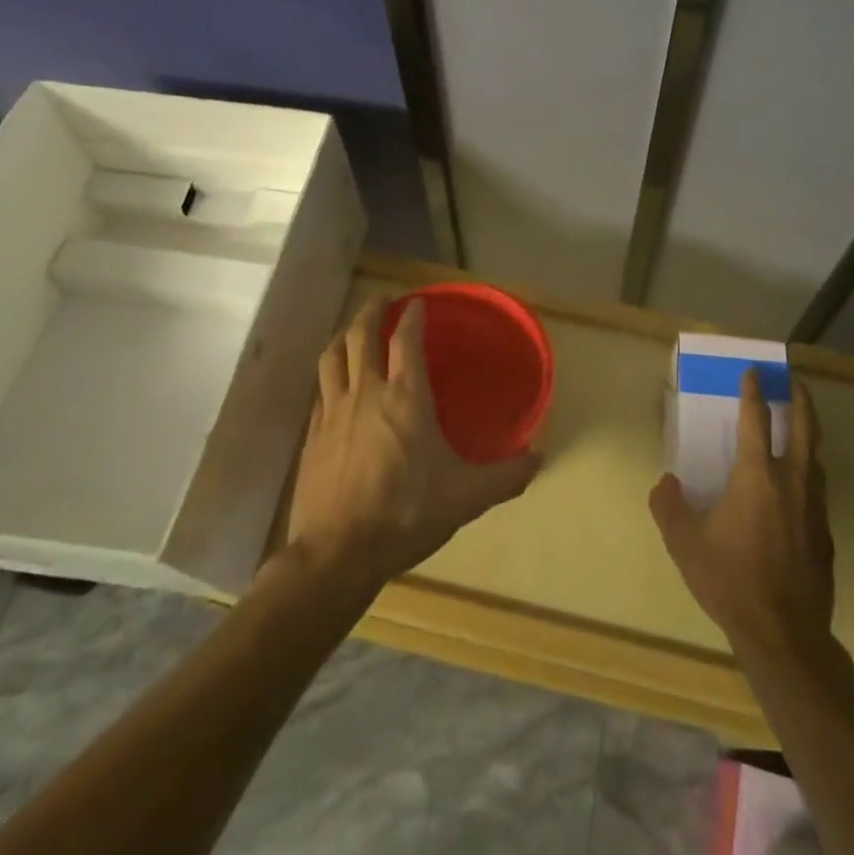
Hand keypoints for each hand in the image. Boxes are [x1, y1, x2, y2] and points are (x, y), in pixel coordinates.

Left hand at [283, 299, 541, 595]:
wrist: (337, 554)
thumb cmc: (407, 514)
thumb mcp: (466, 497)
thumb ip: (506, 475)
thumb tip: (541, 458)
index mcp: (405, 397)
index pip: (406, 339)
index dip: (413, 316)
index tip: (420, 302)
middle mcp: (367, 393)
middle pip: (361, 336)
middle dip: (372, 312)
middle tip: (382, 300)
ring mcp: (333, 413)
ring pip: (333, 357)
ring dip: (343, 336)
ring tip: (352, 331)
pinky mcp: (312, 437)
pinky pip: (320, 390)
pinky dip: (330, 375)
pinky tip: (334, 385)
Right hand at [649, 373, 834, 659]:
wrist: (784, 633)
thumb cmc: (731, 580)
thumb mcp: (685, 543)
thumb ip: (669, 506)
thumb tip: (665, 482)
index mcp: (757, 475)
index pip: (757, 419)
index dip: (753, 392)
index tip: (752, 373)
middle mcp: (791, 481)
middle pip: (804, 427)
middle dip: (800, 399)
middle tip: (794, 381)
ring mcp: (814, 506)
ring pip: (816, 456)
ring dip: (809, 432)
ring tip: (802, 424)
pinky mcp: (825, 532)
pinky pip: (818, 487)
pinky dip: (810, 469)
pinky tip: (800, 482)